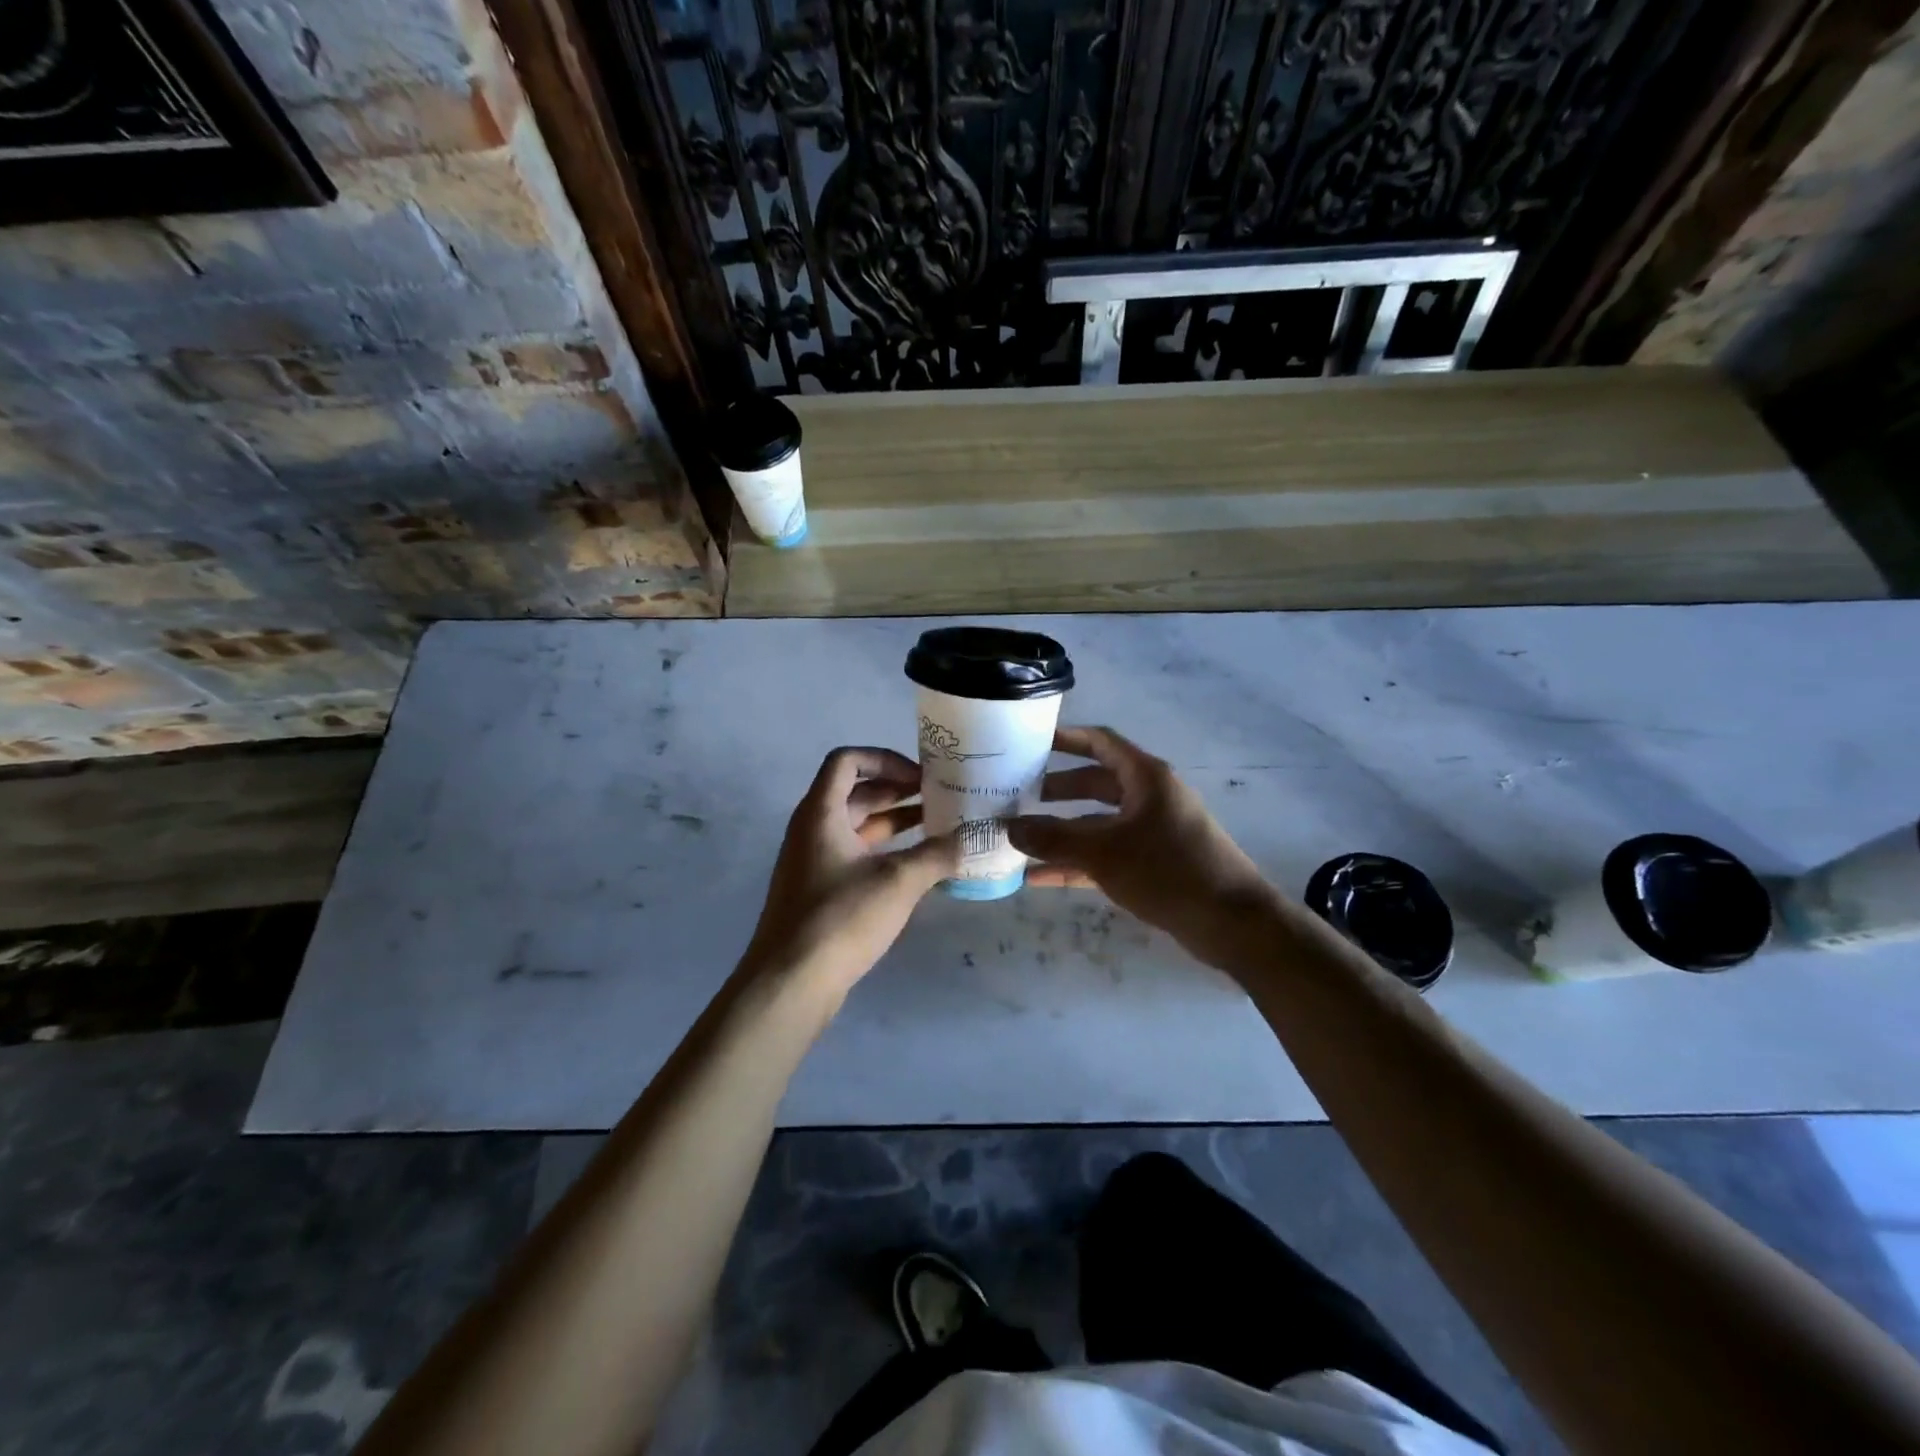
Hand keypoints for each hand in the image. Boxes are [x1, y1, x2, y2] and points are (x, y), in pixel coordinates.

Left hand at [744, 747, 959, 998]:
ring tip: (937, 826)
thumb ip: (938, 854)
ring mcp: (814, 862)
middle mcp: (812, 829)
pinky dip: (885, 851)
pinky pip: (855, 855)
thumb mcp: (898, 882)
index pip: (847, 761)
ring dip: (894, 821)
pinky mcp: (820, 891)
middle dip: (897, 790)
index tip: (919, 777)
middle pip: (855, 793)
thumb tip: (975, 837)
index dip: (884, 759)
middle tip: (939, 796)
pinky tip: (917, 866)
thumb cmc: (840, 918)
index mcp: (821, 813)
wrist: (790, 982)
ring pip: (857, 826)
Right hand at [1009, 726, 1277, 972]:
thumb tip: (1009, 828)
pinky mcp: (1153, 864)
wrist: (1232, 924)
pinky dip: (1077, 863)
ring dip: (1063, 831)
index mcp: (1145, 777)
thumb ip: (1054, 839)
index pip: (1100, 743)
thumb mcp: (1104, 852)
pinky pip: (1107, 855)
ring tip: (1021, 838)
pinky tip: (1040, 878)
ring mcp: (1152, 832)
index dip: (1066, 738)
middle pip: (1095, 783)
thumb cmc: (1169, 871)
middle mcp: (1149, 797)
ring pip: (1098, 823)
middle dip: (1057, 790)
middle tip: (1018, 795)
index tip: (1030, 743)